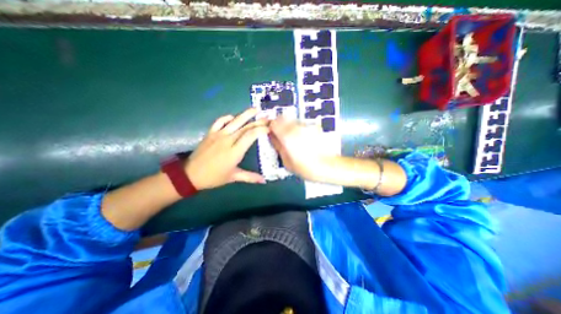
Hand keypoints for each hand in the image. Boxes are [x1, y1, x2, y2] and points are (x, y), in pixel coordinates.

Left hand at [186, 109, 267, 189]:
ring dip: (246, 114)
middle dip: (258, 121)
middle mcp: (228, 140)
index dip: (261, 129)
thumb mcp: (233, 177)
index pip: (250, 135)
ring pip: (234, 121)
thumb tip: (264, 181)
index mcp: (235, 151)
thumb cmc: (214, 177)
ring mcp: (218, 134)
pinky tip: (233, 117)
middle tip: (267, 117)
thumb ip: (250, 177)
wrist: (190, 175)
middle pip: (245, 127)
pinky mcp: (210, 133)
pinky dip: (228, 117)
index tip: (269, 128)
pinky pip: (220, 121)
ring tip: (255, 109)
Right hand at [268, 117, 334, 180]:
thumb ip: (278, 147)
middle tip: (280, 135)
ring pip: (292, 121)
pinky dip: (299, 129)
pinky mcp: (314, 128)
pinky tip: (303, 140)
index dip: (271, 127)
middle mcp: (296, 128)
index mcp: (286, 136)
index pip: (273, 123)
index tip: (271, 133)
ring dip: (289, 126)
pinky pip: (302, 125)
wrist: (327, 166)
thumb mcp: (286, 161)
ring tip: (293, 139)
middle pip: (282, 118)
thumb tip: (272, 137)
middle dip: (279, 125)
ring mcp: (306, 126)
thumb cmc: (304, 167)